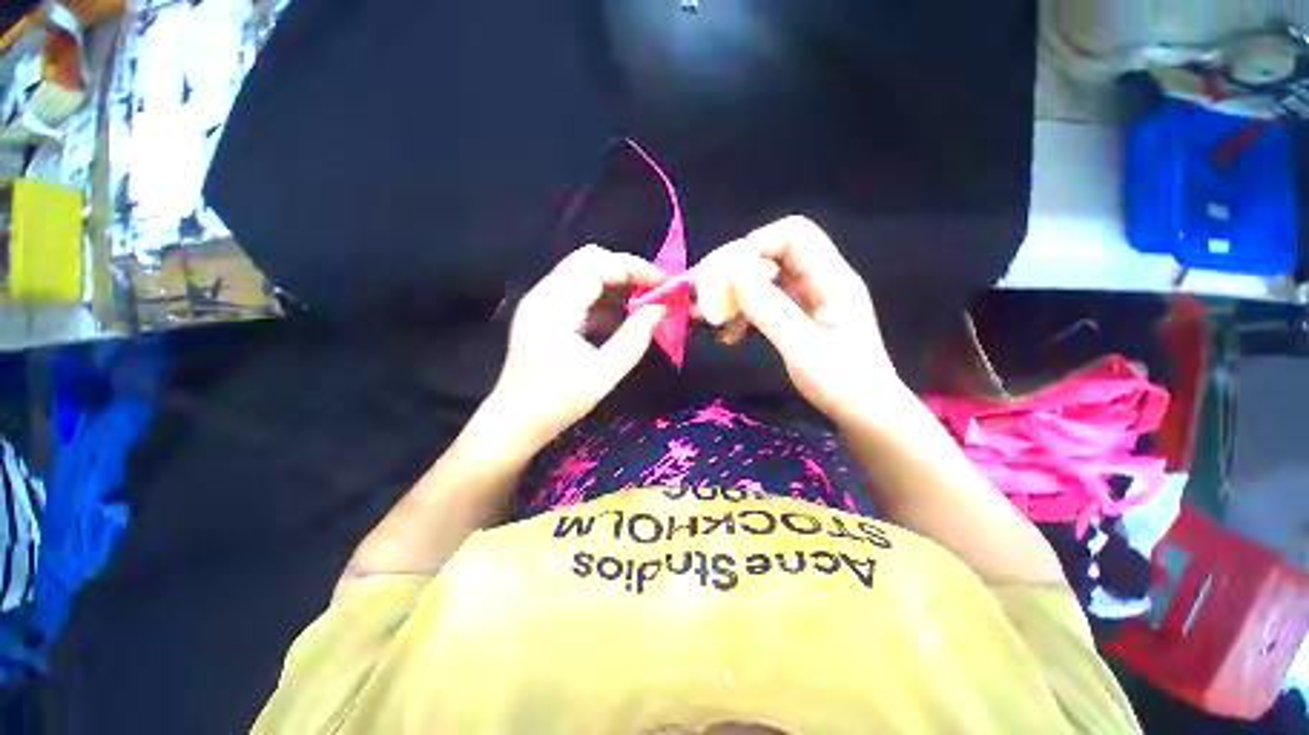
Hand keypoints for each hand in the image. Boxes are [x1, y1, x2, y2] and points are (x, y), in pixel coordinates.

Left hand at [488, 245, 666, 450]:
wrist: (515, 422)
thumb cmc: (557, 402)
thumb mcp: (603, 374)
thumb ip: (634, 339)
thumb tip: (660, 310)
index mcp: (554, 305)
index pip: (597, 264)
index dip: (635, 268)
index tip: (666, 284)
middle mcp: (545, 294)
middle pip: (590, 260)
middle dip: (627, 271)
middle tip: (656, 292)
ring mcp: (543, 302)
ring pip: (585, 274)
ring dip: (617, 284)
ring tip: (646, 304)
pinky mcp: (546, 313)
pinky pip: (580, 293)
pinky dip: (605, 299)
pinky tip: (623, 318)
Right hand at [697, 216, 903, 425]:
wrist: (867, 417)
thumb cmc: (842, 384)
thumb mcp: (801, 346)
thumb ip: (768, 306)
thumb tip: (732, 268)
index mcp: (832, 279)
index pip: (794, 234)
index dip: (756, 245)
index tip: (723, 275)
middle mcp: (821, 281)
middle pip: (773, 254)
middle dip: (736, 272)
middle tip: (705, 297)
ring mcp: (810, 300)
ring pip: (765, 280)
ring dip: (735, 296)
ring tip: (710, 321)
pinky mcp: (800, 319)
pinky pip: (765, 304)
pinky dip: (744, 314)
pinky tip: (729, 337)